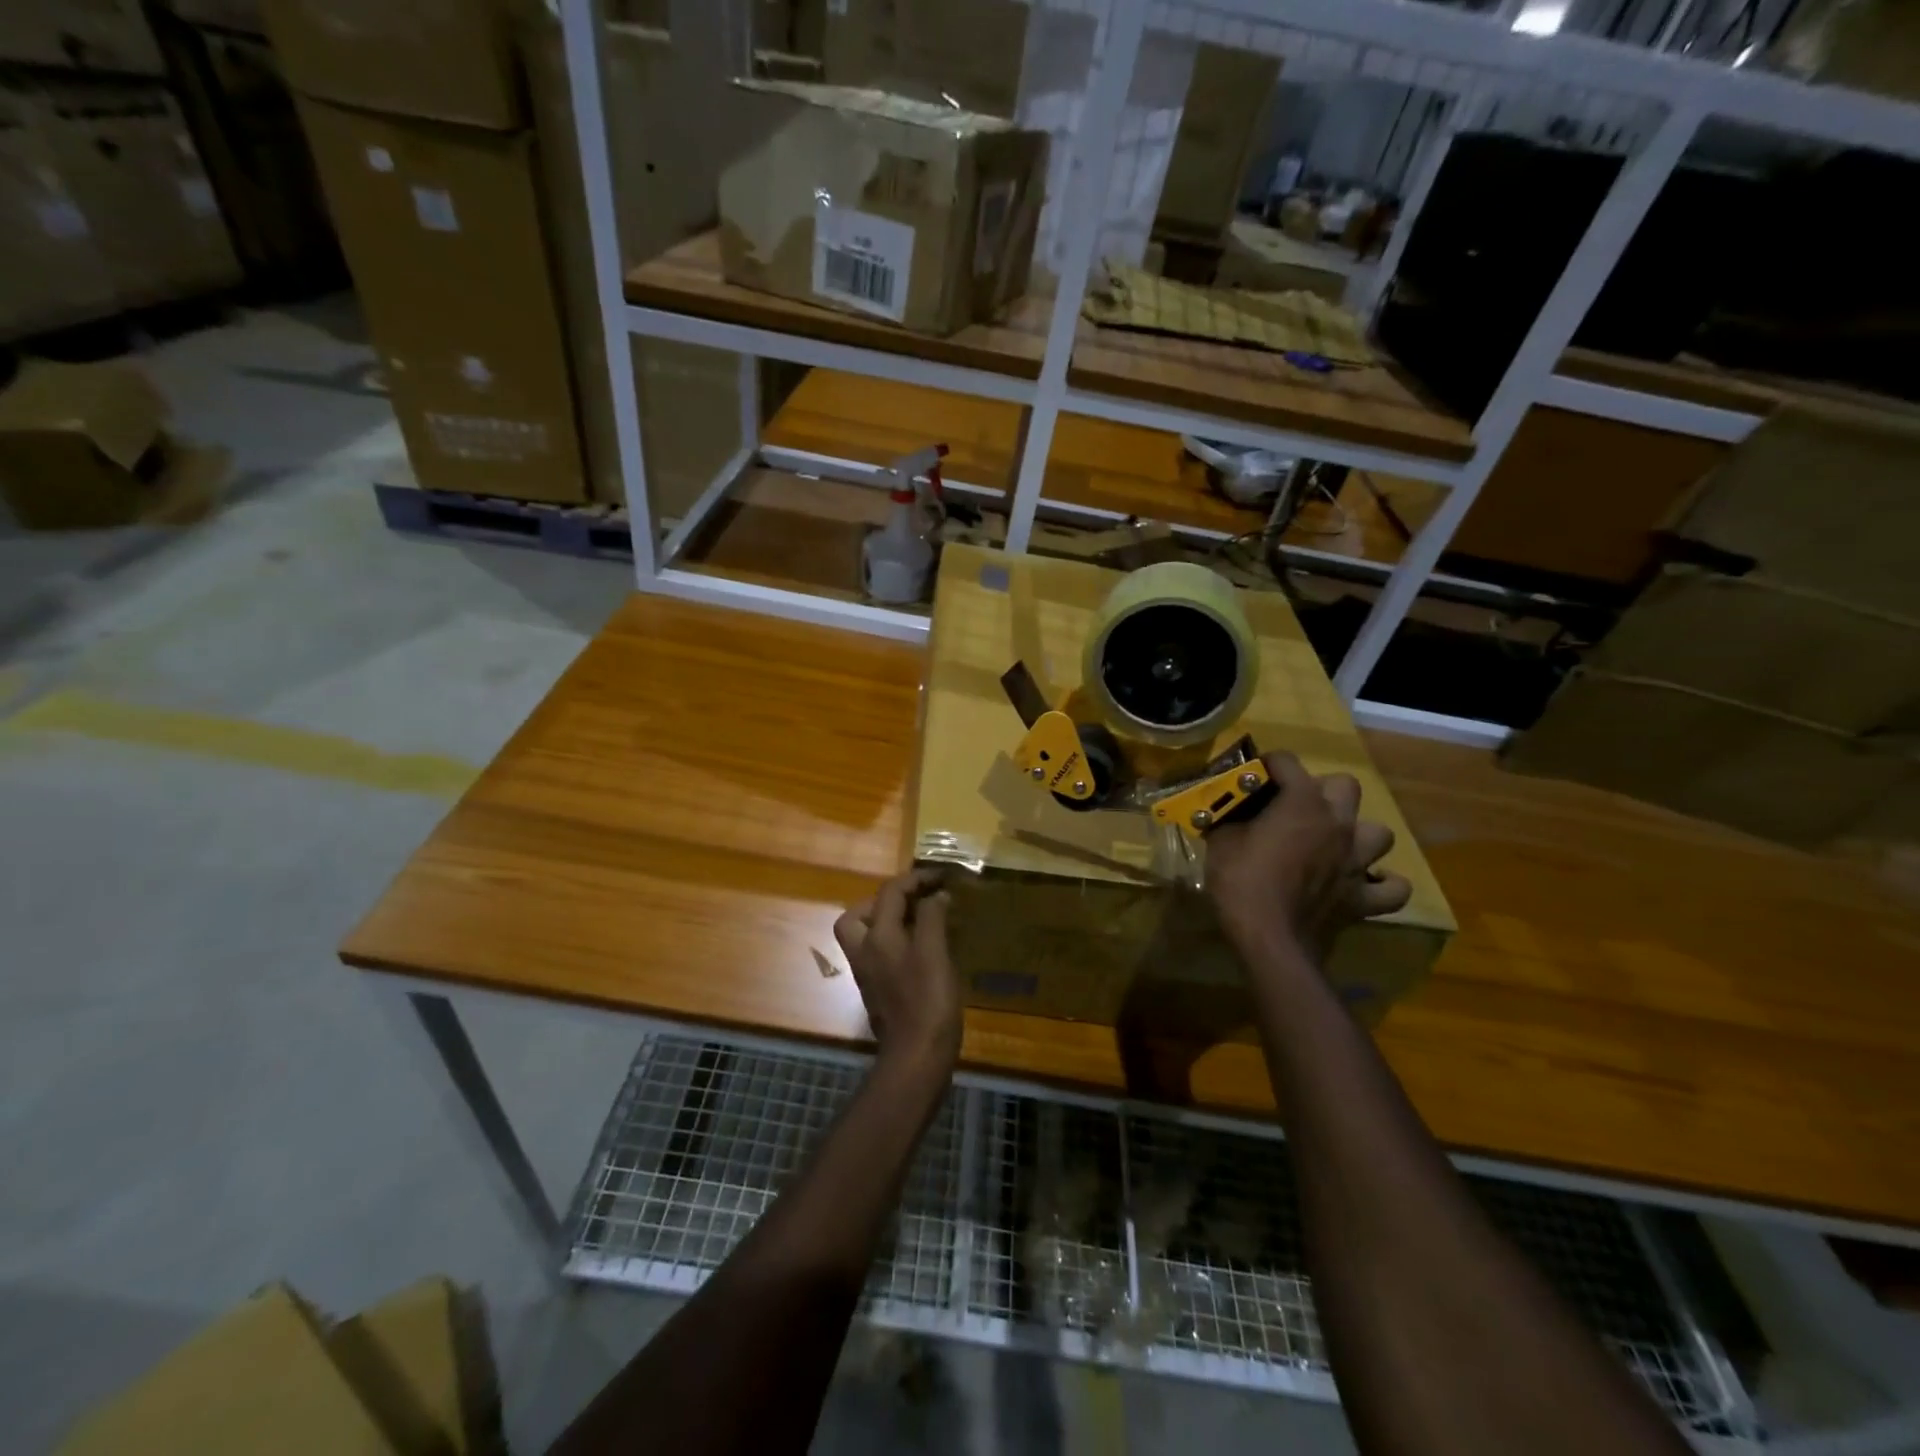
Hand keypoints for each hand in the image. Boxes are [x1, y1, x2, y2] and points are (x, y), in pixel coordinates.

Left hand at [834, 868, 961, 1074]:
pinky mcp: (877, 990)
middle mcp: (864, 951)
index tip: (942, 876)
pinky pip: (879, 952)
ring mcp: (868, 973)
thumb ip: (932, 918)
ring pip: (866, 934)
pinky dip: (895, 941)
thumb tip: (934, 895)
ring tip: (919, 920)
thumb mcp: (935, 952)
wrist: (916, 1057)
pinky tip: (921, 948)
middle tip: (916, 899)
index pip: (890, 892)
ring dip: (887, 920)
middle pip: (860, 913)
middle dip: (886, 899)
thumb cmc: (928, 1001)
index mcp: (877, 936)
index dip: (916, 878)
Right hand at [1206, 752, 1411, 960]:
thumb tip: (1227, 814)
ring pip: (1380, 833)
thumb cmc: (1241, 882)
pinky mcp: (1364, 898)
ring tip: (1335, 844)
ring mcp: (1357, 861)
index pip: (1287, 762)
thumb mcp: (1221, 842)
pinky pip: (1392, 889)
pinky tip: (1364, 883)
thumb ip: (1229, 819)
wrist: (1270, 938)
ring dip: (1359, 835)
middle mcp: (1338, 824)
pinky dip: (1382, 884)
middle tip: (1297, 808)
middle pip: (1345, 786)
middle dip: (1323, 790)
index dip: (1268, 764)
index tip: (1252, 775)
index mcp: (1302, 803)